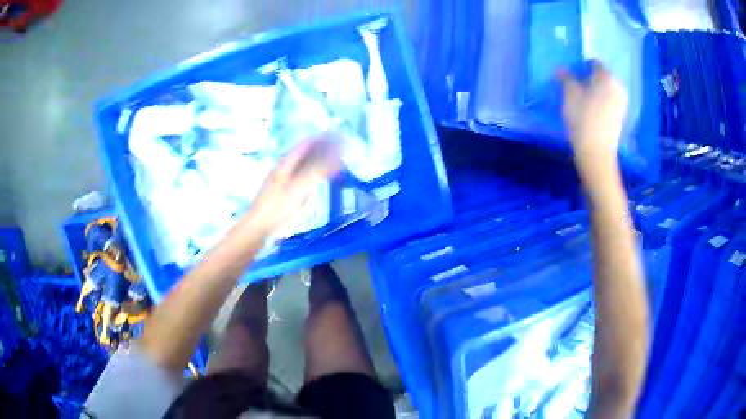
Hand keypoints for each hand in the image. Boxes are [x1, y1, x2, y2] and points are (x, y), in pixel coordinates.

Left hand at [243, 134, 341, 238]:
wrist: (258, 227)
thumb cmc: (277, 207)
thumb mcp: (299, 187)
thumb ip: (317, 170)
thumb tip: (336, 154)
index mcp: (286, 163)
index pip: (306, 144)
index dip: (322, 138)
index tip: (338, 136)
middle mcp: (285, 168)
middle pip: (305, 154)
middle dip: (323, 149)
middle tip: (341, 150)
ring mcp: (284, 181)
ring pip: (304, 166)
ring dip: (319, 163)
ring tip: (335, 164)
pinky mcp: (285, 193)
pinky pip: (302, 179)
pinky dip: (314, 176)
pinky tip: (319, 182)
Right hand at [559, 61, 627, 163]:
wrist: (597, 152)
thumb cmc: (583, 118)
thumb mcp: (569, 94)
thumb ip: (566, 78)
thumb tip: (561, 70)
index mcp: (606, 76)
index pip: (594, 63)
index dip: (582, 67)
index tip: (573, 75)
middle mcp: (617, 86)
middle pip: (602, 76)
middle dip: (591, 79)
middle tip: (578, 87)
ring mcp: (621, 102)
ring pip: (607, 90)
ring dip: (596, 91)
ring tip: (585, 100)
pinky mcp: (621, 116)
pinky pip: (610, 101)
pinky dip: (602, 102)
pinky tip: (593, 111)